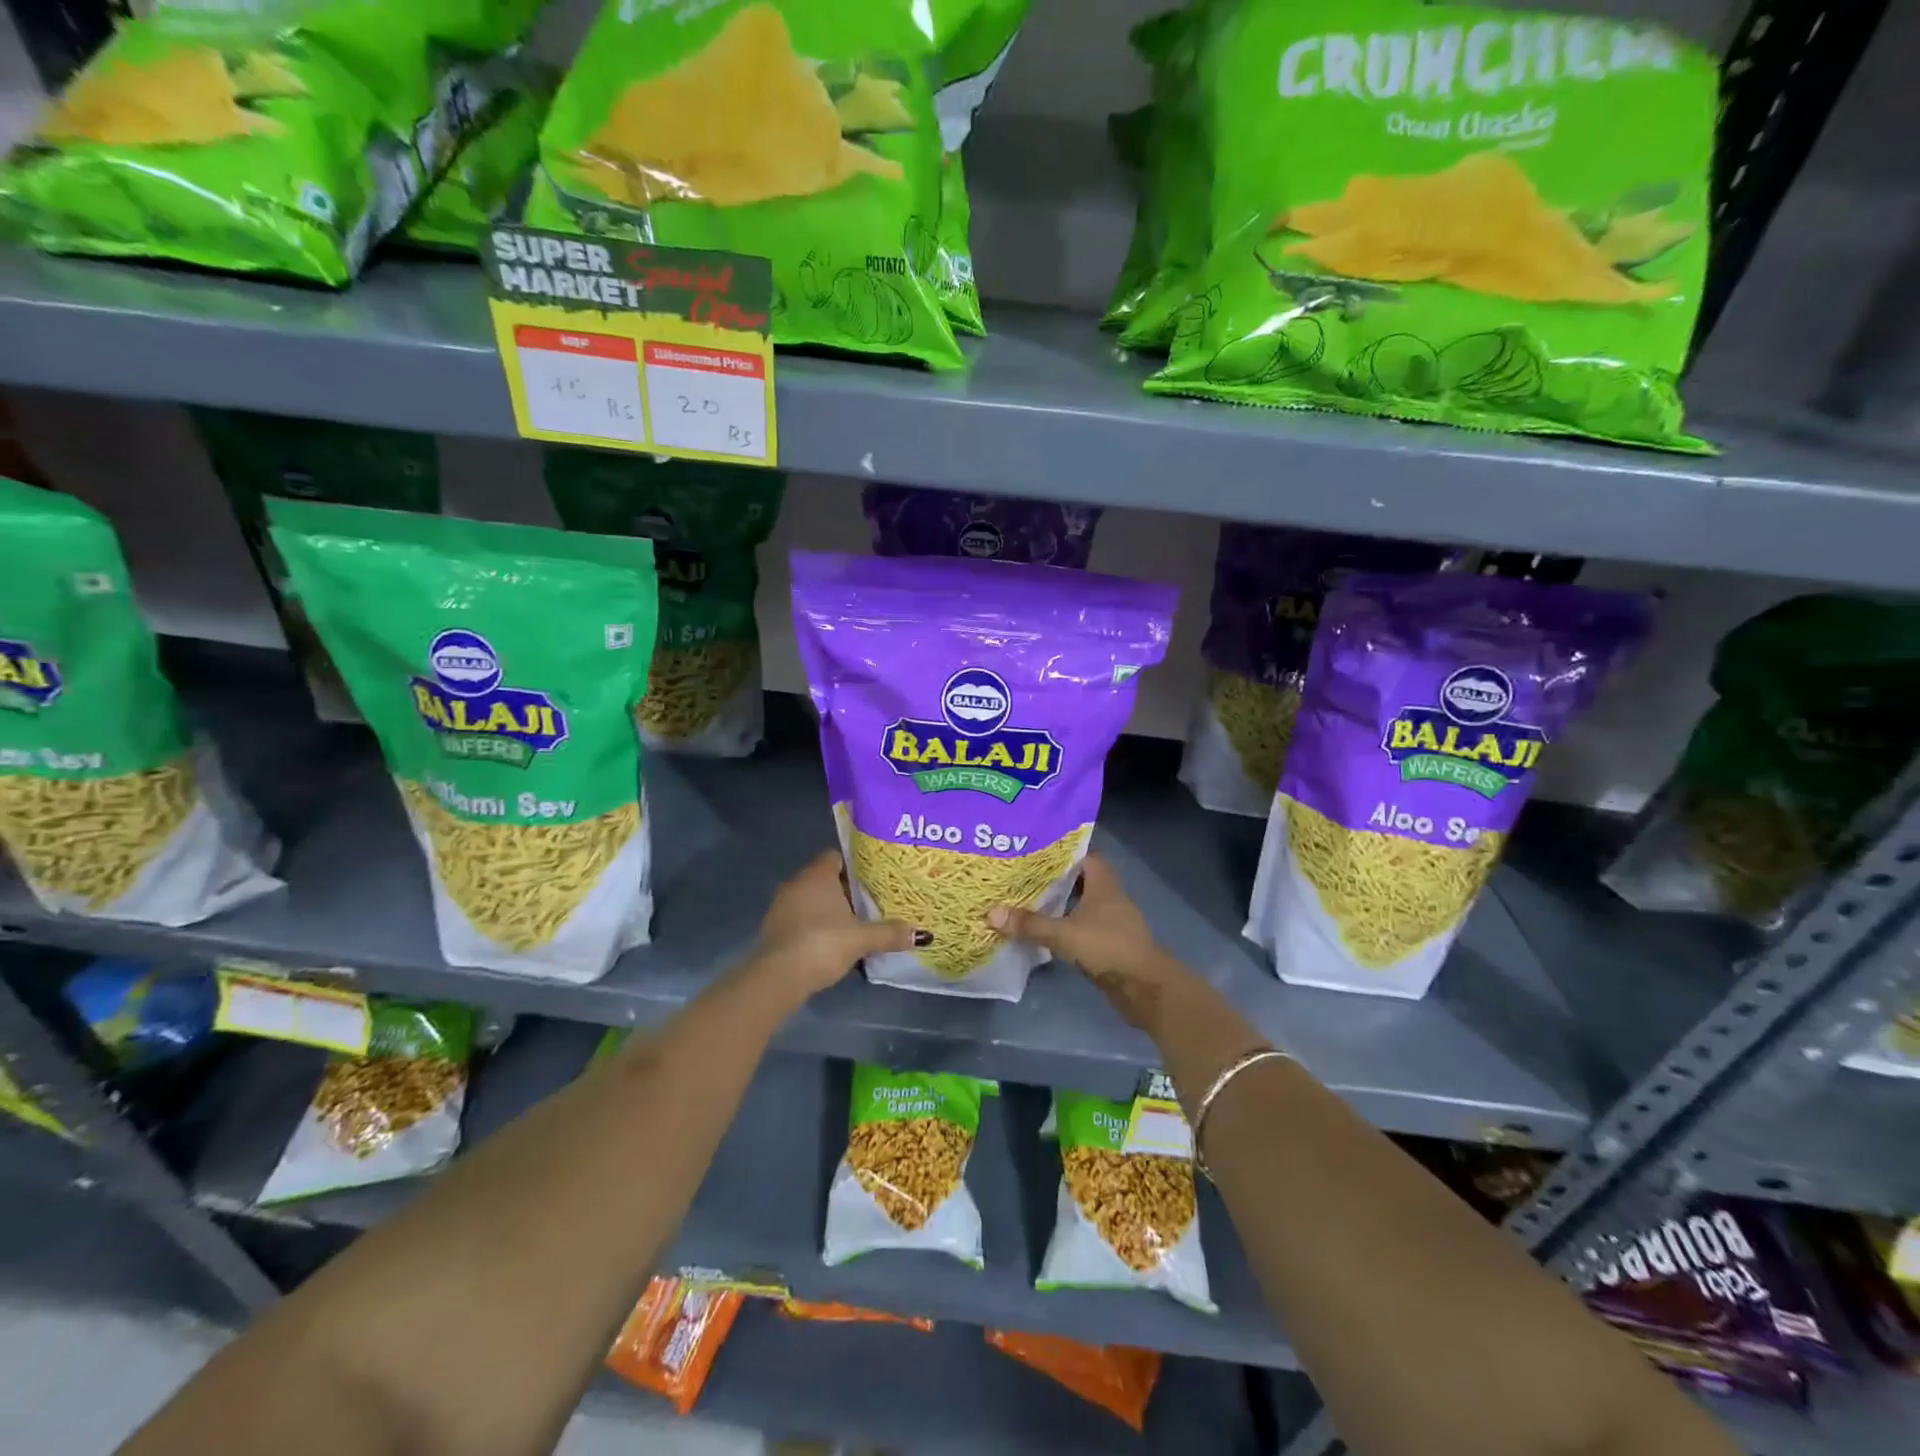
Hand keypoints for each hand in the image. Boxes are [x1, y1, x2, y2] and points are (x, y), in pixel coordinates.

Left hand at [746, 850, 920, 1002]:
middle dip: (845, 890)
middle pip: (825, 878)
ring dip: (829, 909)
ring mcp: (781, 906)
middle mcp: (797, 883)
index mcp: (817, 875)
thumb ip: (890, 933)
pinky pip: (800, 917)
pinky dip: (815, 924)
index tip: (872, 878)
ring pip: (811, 899)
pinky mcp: (774, 928)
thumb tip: (922, 934)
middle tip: (869, 902)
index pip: (836, 856)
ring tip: (853, 923)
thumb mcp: (862, 938)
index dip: (854, 865)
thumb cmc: (823, 943)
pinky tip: (830, 941)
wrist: (778, 976)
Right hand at [988, 854, 1174, 1030]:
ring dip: (1061, 904)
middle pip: (1081, 880)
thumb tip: (991, 913)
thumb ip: (1030, 924)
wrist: (1145, 988)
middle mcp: (1110, 898)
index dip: (1062, 853)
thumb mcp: (1064, 934)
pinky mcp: (1110, 944)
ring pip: (1082, 905)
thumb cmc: (1108, 947)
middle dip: (1055, 879)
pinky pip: (1084, 927)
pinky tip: (1045, 931)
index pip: (1084, 856)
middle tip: (1024, 877)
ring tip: (1028, 901)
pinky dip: (1067, 926)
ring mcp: (1112, 922)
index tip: (1035, 853)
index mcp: (1104, 884)